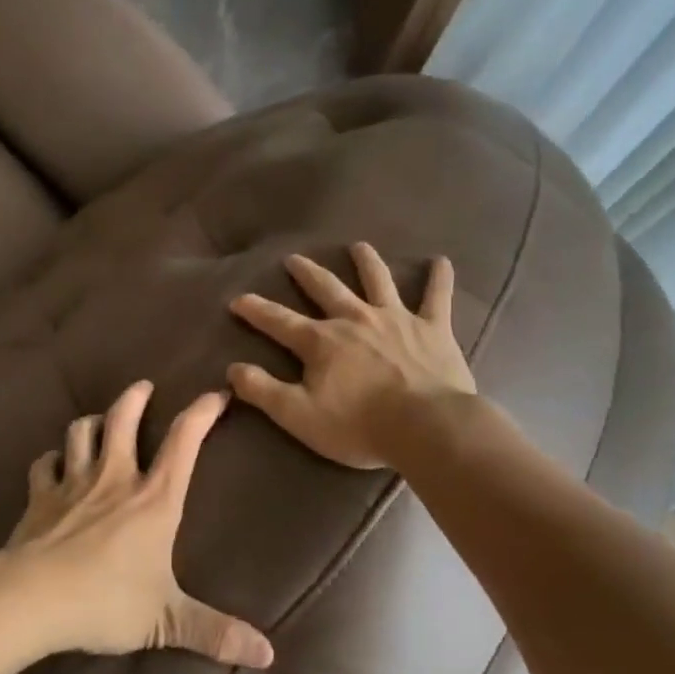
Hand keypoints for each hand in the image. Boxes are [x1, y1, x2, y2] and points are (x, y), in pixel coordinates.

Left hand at [1, 381, 274, 668]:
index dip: (202, 412)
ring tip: (99, 420)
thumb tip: (268, 655)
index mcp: (154, 499)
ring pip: (82, 432)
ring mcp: (73, 482)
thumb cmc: (105, 601)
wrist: (31, 599)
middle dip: (136, 398)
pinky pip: (44, 464)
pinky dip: (51, 459)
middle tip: (144, 387)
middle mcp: (115, 478)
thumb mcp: (166, 620)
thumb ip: (215, 632)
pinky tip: (54, 463)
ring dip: (92, 421)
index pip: (185, 441)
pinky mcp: (40, 496)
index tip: (216, 394)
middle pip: (124, 418)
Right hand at [227, 243, 476, 469]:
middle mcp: (355, 319)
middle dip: (307, 274)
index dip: (256, 310)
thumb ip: (263, 391)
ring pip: (378, 281)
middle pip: (326, 289)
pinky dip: (439, 278)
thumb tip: (233, 369)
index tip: (238, 299)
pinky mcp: (432, 328)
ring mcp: (395, 319)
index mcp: (322, 341)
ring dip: (366, 262)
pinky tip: (441, 261)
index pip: (279, 321)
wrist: (426, 427)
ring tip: (359, 246)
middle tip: (294, 259)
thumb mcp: (298, 415)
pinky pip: (436, 297)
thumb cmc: (359, 425)